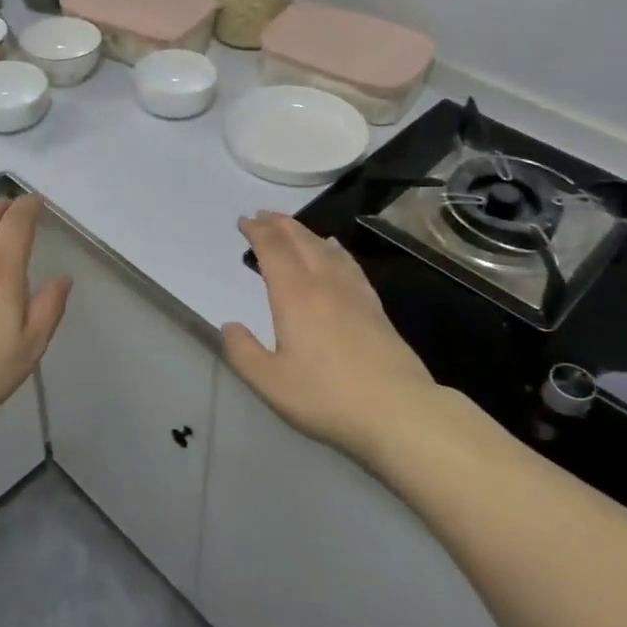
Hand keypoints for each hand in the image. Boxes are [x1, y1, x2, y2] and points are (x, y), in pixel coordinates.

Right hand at [222, 212, 440, 459]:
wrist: (398, 410)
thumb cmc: (327, 397)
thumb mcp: (271, 383)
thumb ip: (243, 353)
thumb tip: (229, 325)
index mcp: (294, 296)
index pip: (273, 250)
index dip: (257, 232)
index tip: (243, 221)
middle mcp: (323, 283)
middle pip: (300, 241)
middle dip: (278, 224)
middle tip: (262, 215)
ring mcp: (353, 292)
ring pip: (324, 247)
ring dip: (303, 232)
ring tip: (290, 227)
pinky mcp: (374, 305)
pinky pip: (348, 262)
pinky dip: (333, 248)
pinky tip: (333, 249)